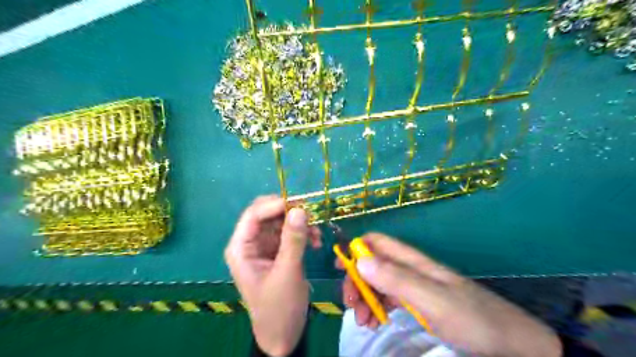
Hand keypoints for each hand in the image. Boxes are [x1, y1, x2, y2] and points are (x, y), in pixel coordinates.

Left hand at [224, 197, 323, 355]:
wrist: (284, 333)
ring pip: (281, 221)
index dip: (275, 205)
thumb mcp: (287, 272)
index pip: (253, 215)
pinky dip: (303, 233)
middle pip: (267, 214)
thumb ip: (293, 240)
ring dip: (299, 223)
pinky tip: (316, 242)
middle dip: (289, 212)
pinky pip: (290, 233)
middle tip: (311, 214)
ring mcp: (264, 246)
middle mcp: (250, 243)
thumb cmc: (279, 307)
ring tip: (317, 234)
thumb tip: (300, 209)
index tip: (300, 203)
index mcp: (241, 248)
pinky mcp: (278, 251)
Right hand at [347, 233, 560, 355]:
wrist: (510, 344)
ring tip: (362, 321)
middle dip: (357, 281)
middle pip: (373, 264)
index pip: (377, 242)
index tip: (338, 266)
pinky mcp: (418, 303)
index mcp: (413, 261)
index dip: (356, 248)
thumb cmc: (472, 318)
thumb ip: (396, 279)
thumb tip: (359, 260)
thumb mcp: (432, 299)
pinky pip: (389, 299)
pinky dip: (377, 308)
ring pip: (379, 283)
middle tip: (350, 306)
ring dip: (365, 298)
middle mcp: (410, 270)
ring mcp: (414, 287)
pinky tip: (374, 322)